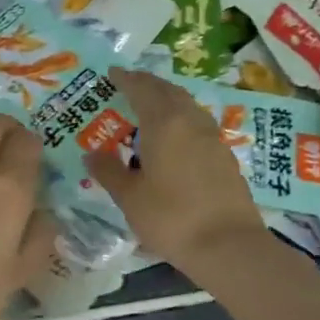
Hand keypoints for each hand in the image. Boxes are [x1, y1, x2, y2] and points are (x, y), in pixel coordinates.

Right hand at [82, 66, 265, 277]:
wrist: (228, 246)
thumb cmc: (170, 218)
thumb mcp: (129, 197)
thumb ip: (109, 171)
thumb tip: (92, 153)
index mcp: (164, 124)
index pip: (142, 90)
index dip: (126, 80)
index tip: (112, 73)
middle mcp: (190, 122)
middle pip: (168, 92)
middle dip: (148, 84)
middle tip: (129, 83)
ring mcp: (212, 138)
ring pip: (187, 106)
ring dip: (167, 99)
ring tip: (150, 106)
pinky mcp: (224, 156)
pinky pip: (197, 123)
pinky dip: (181, 118)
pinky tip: (173, 135)